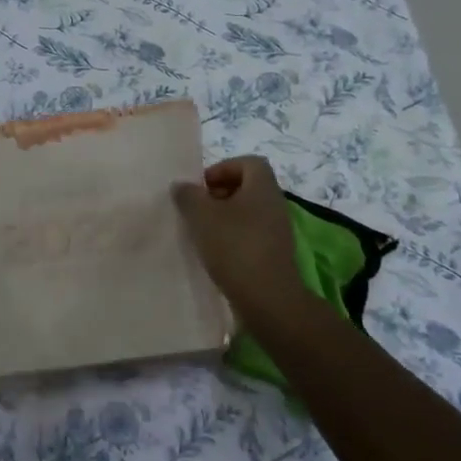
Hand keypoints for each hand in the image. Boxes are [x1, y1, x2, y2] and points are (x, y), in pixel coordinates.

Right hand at [172, 157, 322, 328]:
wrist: (266, 298)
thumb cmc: (234, 246)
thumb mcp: (201, 215)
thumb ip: (188, 195)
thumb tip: (182, 186)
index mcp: (262, 188)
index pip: (249, 162)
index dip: (223, 168)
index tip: (202, 187)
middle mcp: (275, 204)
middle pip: (247, 187)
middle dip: (219, 194)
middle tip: (198, 209)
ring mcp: (278, 230)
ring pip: (248, 212)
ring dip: (224, 217)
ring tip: (202, 232)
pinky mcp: (274, 253)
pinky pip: (251, 234)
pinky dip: (233, 237)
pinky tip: (215, 252)